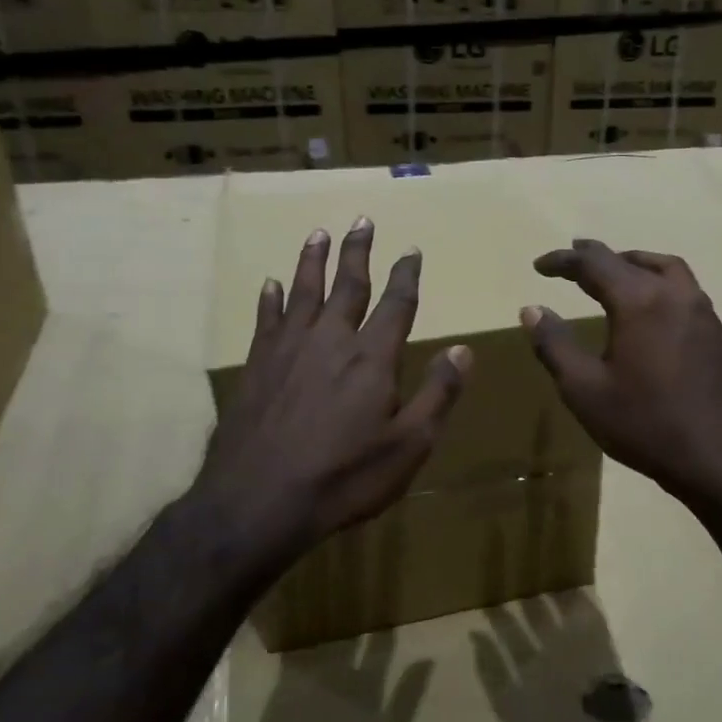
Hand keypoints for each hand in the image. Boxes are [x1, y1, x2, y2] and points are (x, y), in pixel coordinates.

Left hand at [190, 218, 471, 558]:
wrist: (258, 501)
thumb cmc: (344, 478)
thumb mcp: (408, 446)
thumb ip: (437, 394)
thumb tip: (463, 350)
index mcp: (372, 358)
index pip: (396, 304)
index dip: (406, 275)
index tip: (412, 250)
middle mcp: (331, 340)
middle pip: (348, 285)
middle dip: (358, 252)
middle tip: (363, 220)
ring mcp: (289, 350)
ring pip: (304, 292)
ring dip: (313, 261)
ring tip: (319, 233)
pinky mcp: (257, 366)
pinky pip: (266, 320)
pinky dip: (271, 299)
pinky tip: (271, 285)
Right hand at [521, 240, 721, 512]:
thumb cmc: (646, 425)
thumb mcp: (585, 390)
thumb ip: (555, 346)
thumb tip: (532, 310)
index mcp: (640, 301)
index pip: (594, 263)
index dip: (563, 260)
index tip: (540, 266)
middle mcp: (674, 294)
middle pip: (631, 260)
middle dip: (597, 256)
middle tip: (573, 257)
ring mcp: (701, 312)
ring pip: (665, 268)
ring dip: (634, 263)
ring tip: (614, 272)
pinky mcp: (716, 334)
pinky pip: (682, 289)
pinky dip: (657, 282)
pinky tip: (649, 309)